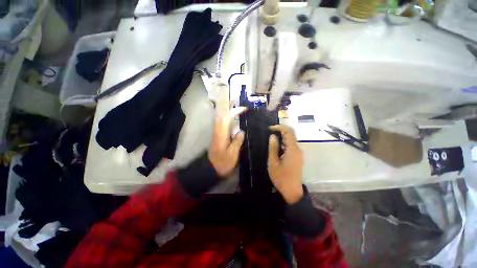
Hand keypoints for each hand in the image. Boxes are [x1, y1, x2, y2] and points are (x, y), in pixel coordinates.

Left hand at [209, 107, 246, 177]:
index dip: (235, 111)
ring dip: (230, 114)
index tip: (244, 109)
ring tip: (240, 113)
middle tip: (242, 109)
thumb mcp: (233, 154)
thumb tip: (241, 131)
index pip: (226, 118)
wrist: (211, 169)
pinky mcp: (217, 136)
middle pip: (222, 116)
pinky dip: (228, 120)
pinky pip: (222, 124)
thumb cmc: (223, 163)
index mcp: (221, 135)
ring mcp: (216, 133)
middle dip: (232, 110)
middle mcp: (217, 132)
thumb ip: (237, 142)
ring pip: (221, 119)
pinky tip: (234, 122)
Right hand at [268, 125, 303, 203]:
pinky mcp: (298, 158)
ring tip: (271, 141)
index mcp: (292, 150)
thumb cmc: (281, 177)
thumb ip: (273, 148)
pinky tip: (277, 149)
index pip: (288, 132)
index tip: (270, 128)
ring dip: (282, 139)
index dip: (279, 127)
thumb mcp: (273, 162)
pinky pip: (291, 147)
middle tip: (269, 134)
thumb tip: (273, 136)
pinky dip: (284, 144)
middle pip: (290, 135)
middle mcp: (298, 150)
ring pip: (291, 141)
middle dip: (280, 132)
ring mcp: (299, 154)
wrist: (292, 191)